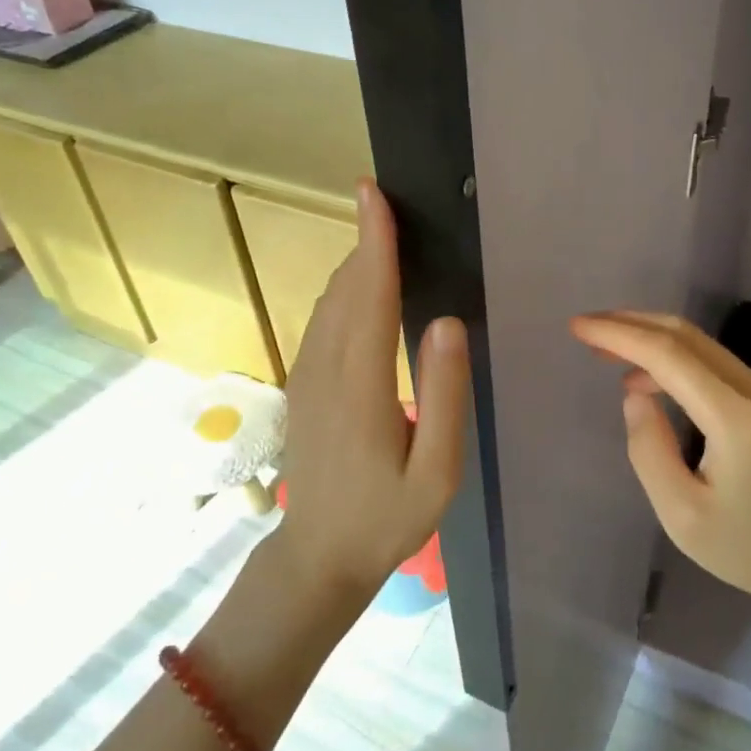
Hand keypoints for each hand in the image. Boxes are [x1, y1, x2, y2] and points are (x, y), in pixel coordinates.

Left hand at [274, 179, 468, 606]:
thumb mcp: (436, 471)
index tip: (373, 194)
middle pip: (346, 288)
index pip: (369, 297)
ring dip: (355, 262)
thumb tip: (447, 322)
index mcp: (361, 386)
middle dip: (365, 240)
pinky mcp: (303, 384)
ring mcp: (307, 376)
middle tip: (387, 200)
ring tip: (382, 231)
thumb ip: (444, 394)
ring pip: (329, 301)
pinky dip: (345, 288)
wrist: (318, 556)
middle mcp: (325, 370)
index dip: (374, 242)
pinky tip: (363, 284)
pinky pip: (323, 320)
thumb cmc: (387, 518)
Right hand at [569, 311, 750, 654]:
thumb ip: (649, 451)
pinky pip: (710, 363)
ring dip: (650, 338)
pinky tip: (648, 381)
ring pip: (698, 344)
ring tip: (606, 351)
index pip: (666, 354)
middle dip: (630, 324)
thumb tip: (634, 398)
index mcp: (731, 414)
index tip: (577, 327)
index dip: (618, 334)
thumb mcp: (684, 516)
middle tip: (587, 331)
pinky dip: (671, 358)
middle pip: (683, 335)